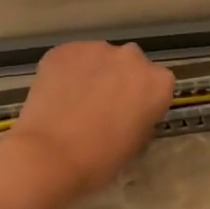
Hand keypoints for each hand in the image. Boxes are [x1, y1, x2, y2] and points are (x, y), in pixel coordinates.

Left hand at [0, 41, 176, 206]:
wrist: (51, 155)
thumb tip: (128, 110)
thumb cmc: (101, 159)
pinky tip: (56, 95)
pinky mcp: (64, 49)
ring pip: (99, 58)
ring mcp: (96, 49)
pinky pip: (71, 59)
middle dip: (119, 80)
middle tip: (101, 106)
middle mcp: (132, 57)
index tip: (129, 115)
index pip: (157, 85)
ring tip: (74, 101)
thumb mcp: (136, 143)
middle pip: (129, 65)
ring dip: (92, 74)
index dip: (142, 100)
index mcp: (158, 83)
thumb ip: (141, 117)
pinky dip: (66, 72)